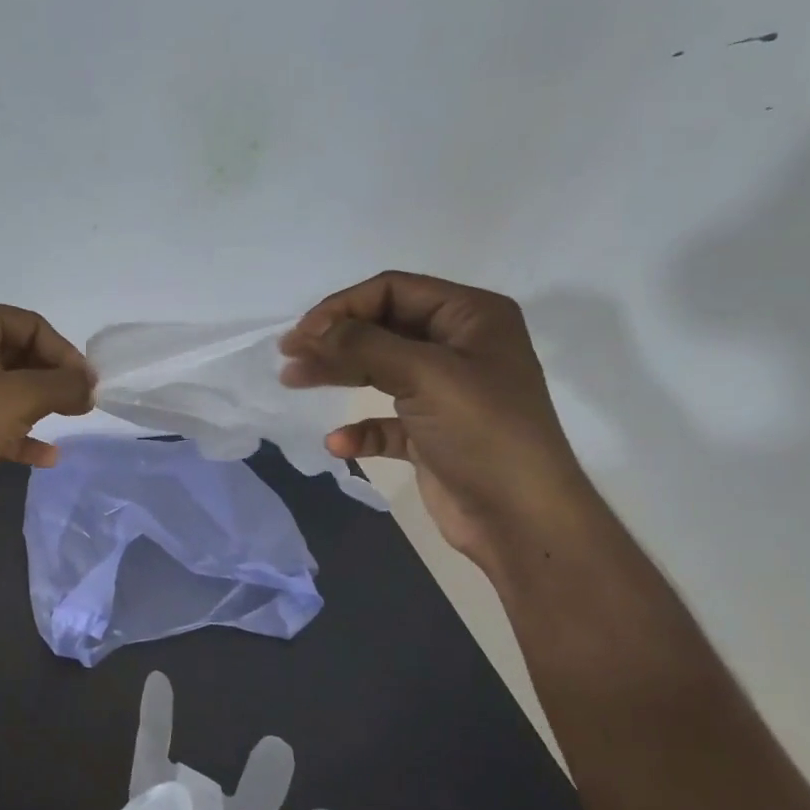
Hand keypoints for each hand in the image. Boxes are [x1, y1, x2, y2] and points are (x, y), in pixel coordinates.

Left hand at [0, 299, 94, 518]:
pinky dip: (16, 432)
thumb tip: (89, 387)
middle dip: (52, 380)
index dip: (64, 353)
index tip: (88, 384)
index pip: (29, 324)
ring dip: (37, 405)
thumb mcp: (21, 397)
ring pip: (4, 387)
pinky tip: (46, 456)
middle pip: (17, 354)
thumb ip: (64, 386)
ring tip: (68, 421)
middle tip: (81, 403)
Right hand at [278, 271, 597, 570]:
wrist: (521, 518)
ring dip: (336, 374)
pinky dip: (359, 428)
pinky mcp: (430, 433)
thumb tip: (312, 329)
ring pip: (377, 370)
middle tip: (288, 356)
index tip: (303, 334)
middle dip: (334, 340)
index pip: (394, 291)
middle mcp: (459, 347)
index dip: (343, 307)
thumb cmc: (482, 433)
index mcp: (471, 317)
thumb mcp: (425, 376)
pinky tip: (338, 443)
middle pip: (381, 328)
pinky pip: (384, 421)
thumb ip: (364, 345)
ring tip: (293, 382)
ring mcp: (444, 392)